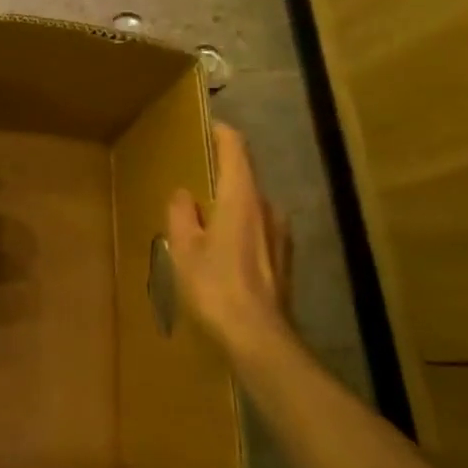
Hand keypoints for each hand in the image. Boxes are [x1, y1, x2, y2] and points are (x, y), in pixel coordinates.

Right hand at [166, 124, 294, 363]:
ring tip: (204, 222)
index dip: (222, 133)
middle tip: (193, 183)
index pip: (236, 149)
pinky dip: (240, 229)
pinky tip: (222, 252)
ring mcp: (281, 234)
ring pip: (252, 207)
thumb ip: (182, 214)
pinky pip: (258, 230)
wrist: (260, 339)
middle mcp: (267, 208)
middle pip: (244, 178)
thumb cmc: (217, 286)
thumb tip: (184, 194)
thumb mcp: (185, 248)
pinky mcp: (285, 259)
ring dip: (230, 206)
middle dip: (220, 176)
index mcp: (242, 197)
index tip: (205, 127)